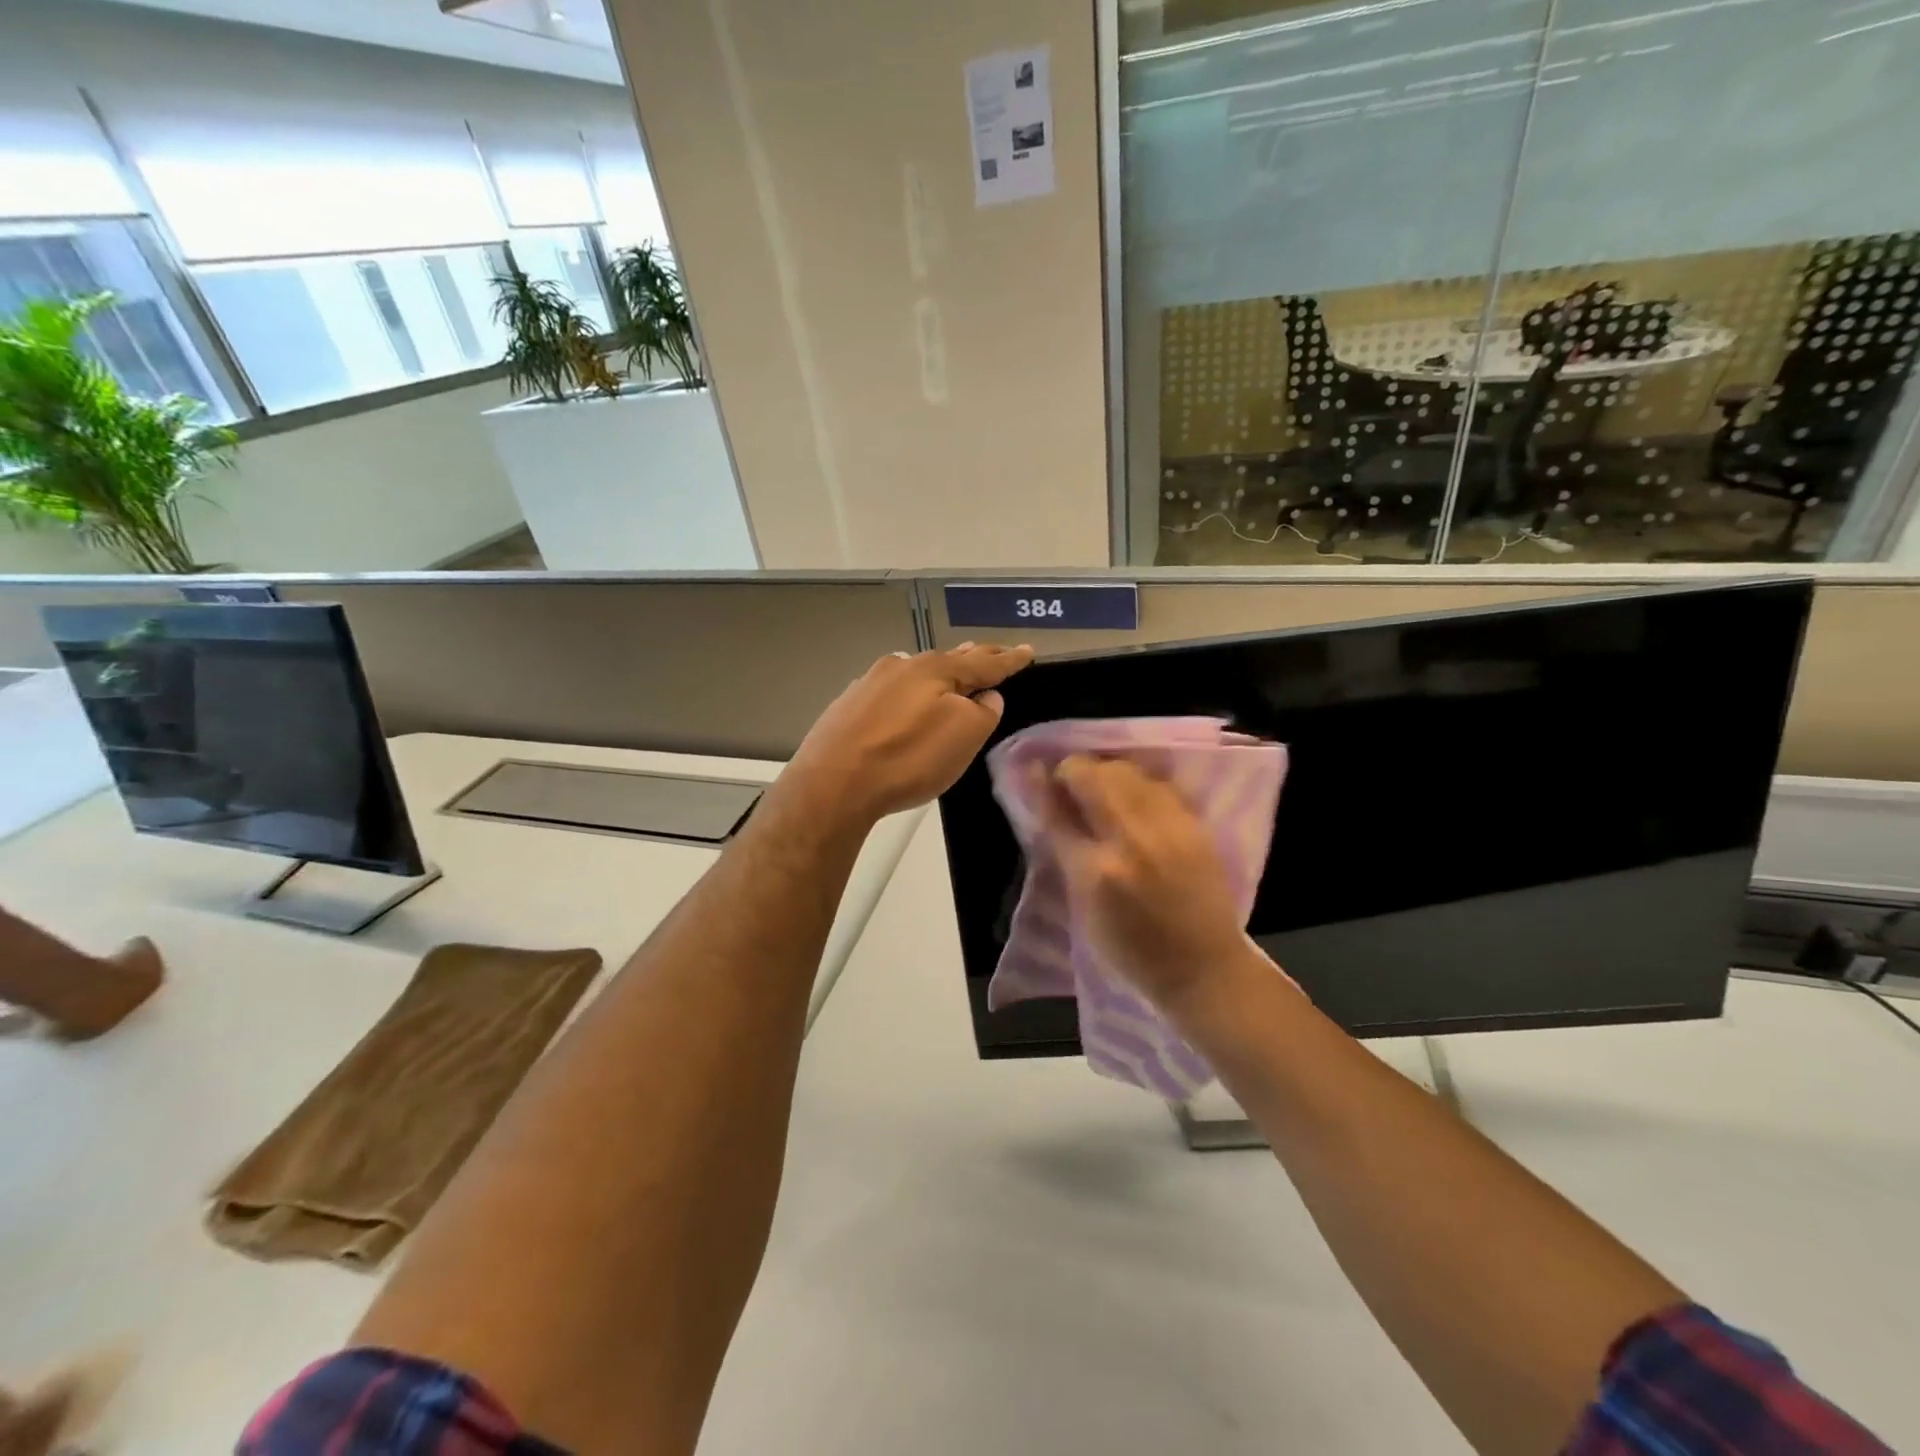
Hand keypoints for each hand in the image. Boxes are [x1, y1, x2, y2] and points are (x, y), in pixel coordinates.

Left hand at [784, 643, 1034, 827]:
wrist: (833, 783)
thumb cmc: (908, 759)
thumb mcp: (963, 737)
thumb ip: (983, 712)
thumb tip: (986, 696)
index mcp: (935, 669)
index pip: (984, 662)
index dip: (1009, 660)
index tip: (1028, 652)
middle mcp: (902, 666)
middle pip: (948, 660)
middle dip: (974, 657)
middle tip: (995, 653)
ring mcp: (870, 684)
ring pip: (917, 672)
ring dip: (940, 672)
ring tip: (955, 671)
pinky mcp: (848, 706)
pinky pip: (891, 690)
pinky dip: (910, 692)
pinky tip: (906, 699)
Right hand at [1039, 755, 1270, 1019]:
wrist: (1203, 969)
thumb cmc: (1132, 951)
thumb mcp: (1084, 907)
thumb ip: (1064, 848)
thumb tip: (1046, 802)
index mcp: (1096, 871)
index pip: (1058, 810)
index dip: (1044, 786)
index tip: (1036, 772)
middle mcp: (1133, 840)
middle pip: (1094, 776)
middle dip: (1075, 770)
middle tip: (1069, 784)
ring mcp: (1169, 827)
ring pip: (1127, 771)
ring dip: (1106, 772)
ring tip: (1101, 789)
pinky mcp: (1195, 825)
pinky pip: (1157, 784)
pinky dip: (1138, 784)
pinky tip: (1134, 799)